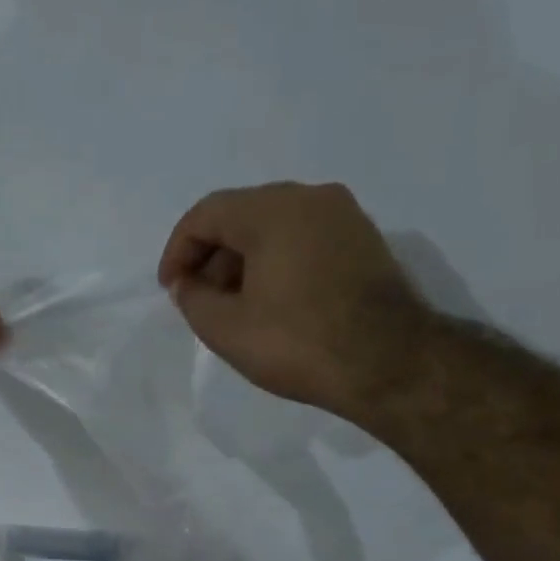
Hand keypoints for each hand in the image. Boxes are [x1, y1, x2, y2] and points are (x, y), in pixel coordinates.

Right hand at [156, 181, 426, 417]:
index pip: (206, 214)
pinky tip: (271, 303)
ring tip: (233, 308)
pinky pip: (304, 239)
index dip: (178, 251)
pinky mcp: (364, 241)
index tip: (170, 290)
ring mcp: (344, 216)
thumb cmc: (298, 343)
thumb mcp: (226, 329)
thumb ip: (193, 299)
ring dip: (243, 261)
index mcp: (272, 209)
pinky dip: (277, 263)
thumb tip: (187, 283)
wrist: (389, 363)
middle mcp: (310, 197)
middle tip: (199, 300)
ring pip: (275, 227)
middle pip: (242, 215)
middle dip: (211, 256)